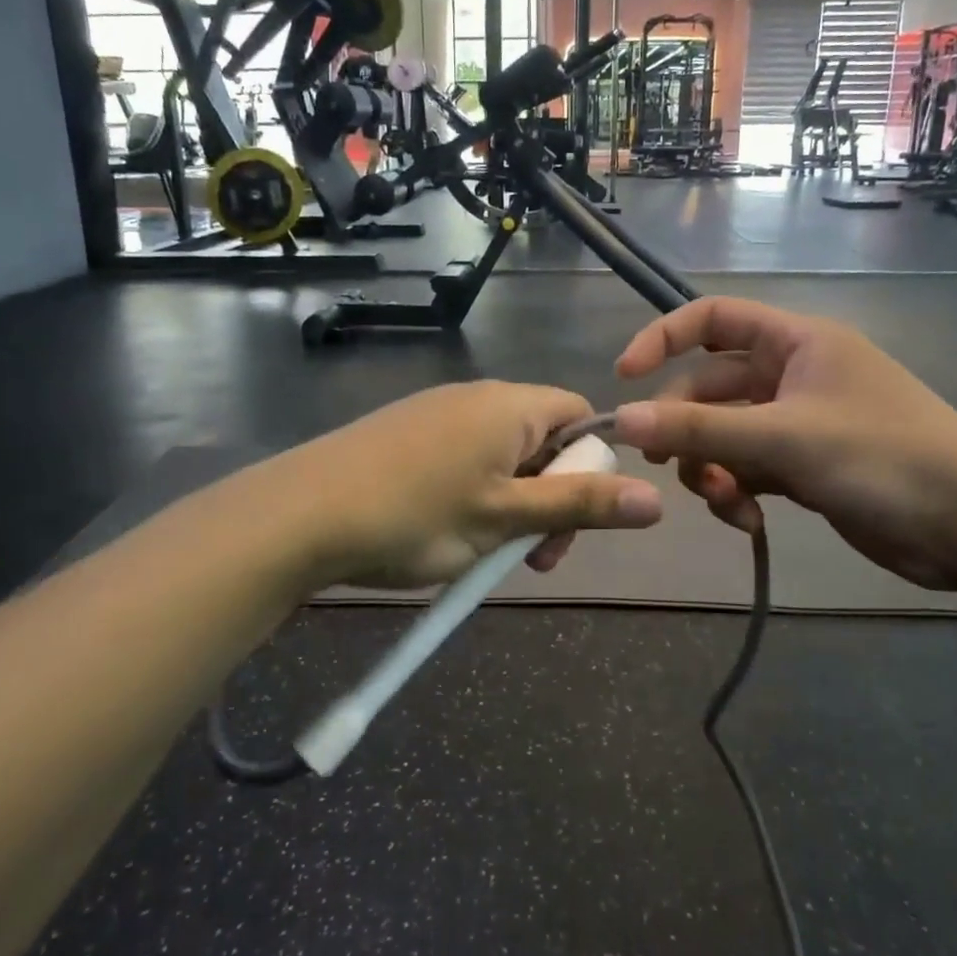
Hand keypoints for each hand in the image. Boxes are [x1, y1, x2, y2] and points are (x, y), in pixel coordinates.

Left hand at [258, 381, 663, 589]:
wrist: (300, 514)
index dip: (592, 466)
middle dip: (551, 498)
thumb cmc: (416, 515)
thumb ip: (581, 505)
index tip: (571, 521)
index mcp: (510, 406)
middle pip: (543, 440)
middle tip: (530, 558)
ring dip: (512, 504)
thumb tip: (656, 499)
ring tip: (483, 555)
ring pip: (501, 457)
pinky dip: (473, 496)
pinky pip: (463, 460)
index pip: (581, 416)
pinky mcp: (405, 434)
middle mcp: (477, 397)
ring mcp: (436, 413)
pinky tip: (445, 534)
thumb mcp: (506, 518)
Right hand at [613, 298, 956, 591]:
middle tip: (660, 463)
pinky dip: (736, 490)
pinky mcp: (804, 466)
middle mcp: (793, 374)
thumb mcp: (784, 440)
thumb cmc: (884, 458)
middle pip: (710, 388)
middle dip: (685, 426)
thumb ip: (700, 430)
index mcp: (796, 342)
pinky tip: (745, 520)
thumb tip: (622, 420)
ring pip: (724, 434)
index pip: (713, 319)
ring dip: (710, 466)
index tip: (625, 378)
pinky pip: (747, 467)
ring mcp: (798, 422)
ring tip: (721, 500)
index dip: (663, 339)